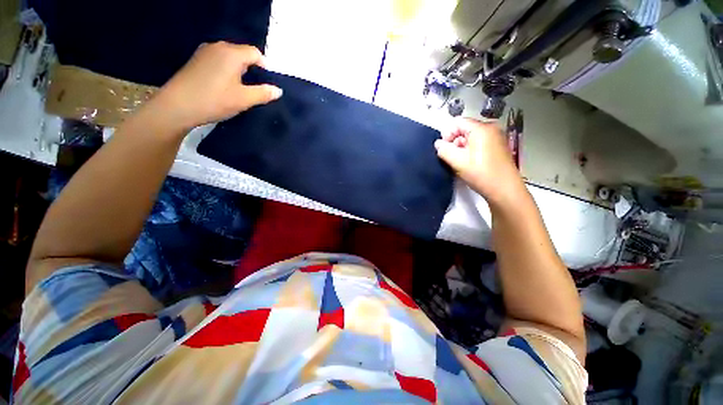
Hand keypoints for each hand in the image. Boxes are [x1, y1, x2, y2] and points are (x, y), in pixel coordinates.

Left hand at [148, 41, 281, 131]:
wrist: (177, 106)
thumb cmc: (215, 100)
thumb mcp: (244, 99)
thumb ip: (263, 93)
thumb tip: (278, 90)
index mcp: (232, 53)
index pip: (255, 53)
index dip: (264, 67)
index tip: (265, 84)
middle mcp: (218, 47)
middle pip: (242, 53)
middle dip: (251, 69)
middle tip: (253, 89)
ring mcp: (205, 52)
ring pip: (230, 57)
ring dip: (239, 71)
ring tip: (239, 89)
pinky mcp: (196, 60)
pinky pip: (218, 60)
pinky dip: (226, 70)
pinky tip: (223, 86)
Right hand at [435, 118, 524, 204]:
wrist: (504, 190)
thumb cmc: (481, 173)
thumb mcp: (457, 162)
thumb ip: (444, 150)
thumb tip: (438, 143)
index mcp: (481, 128)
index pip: (457, 122)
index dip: (447, 134)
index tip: (445, 149)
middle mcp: (490, 129)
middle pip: (464, 129)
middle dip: (454, 142)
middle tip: (453, 158)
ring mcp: (496, 137)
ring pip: (471, 137)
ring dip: (461, 148)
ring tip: (461, 162)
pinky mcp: (498, 147)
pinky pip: (479, 143)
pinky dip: (470, 150)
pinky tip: (470, 163)